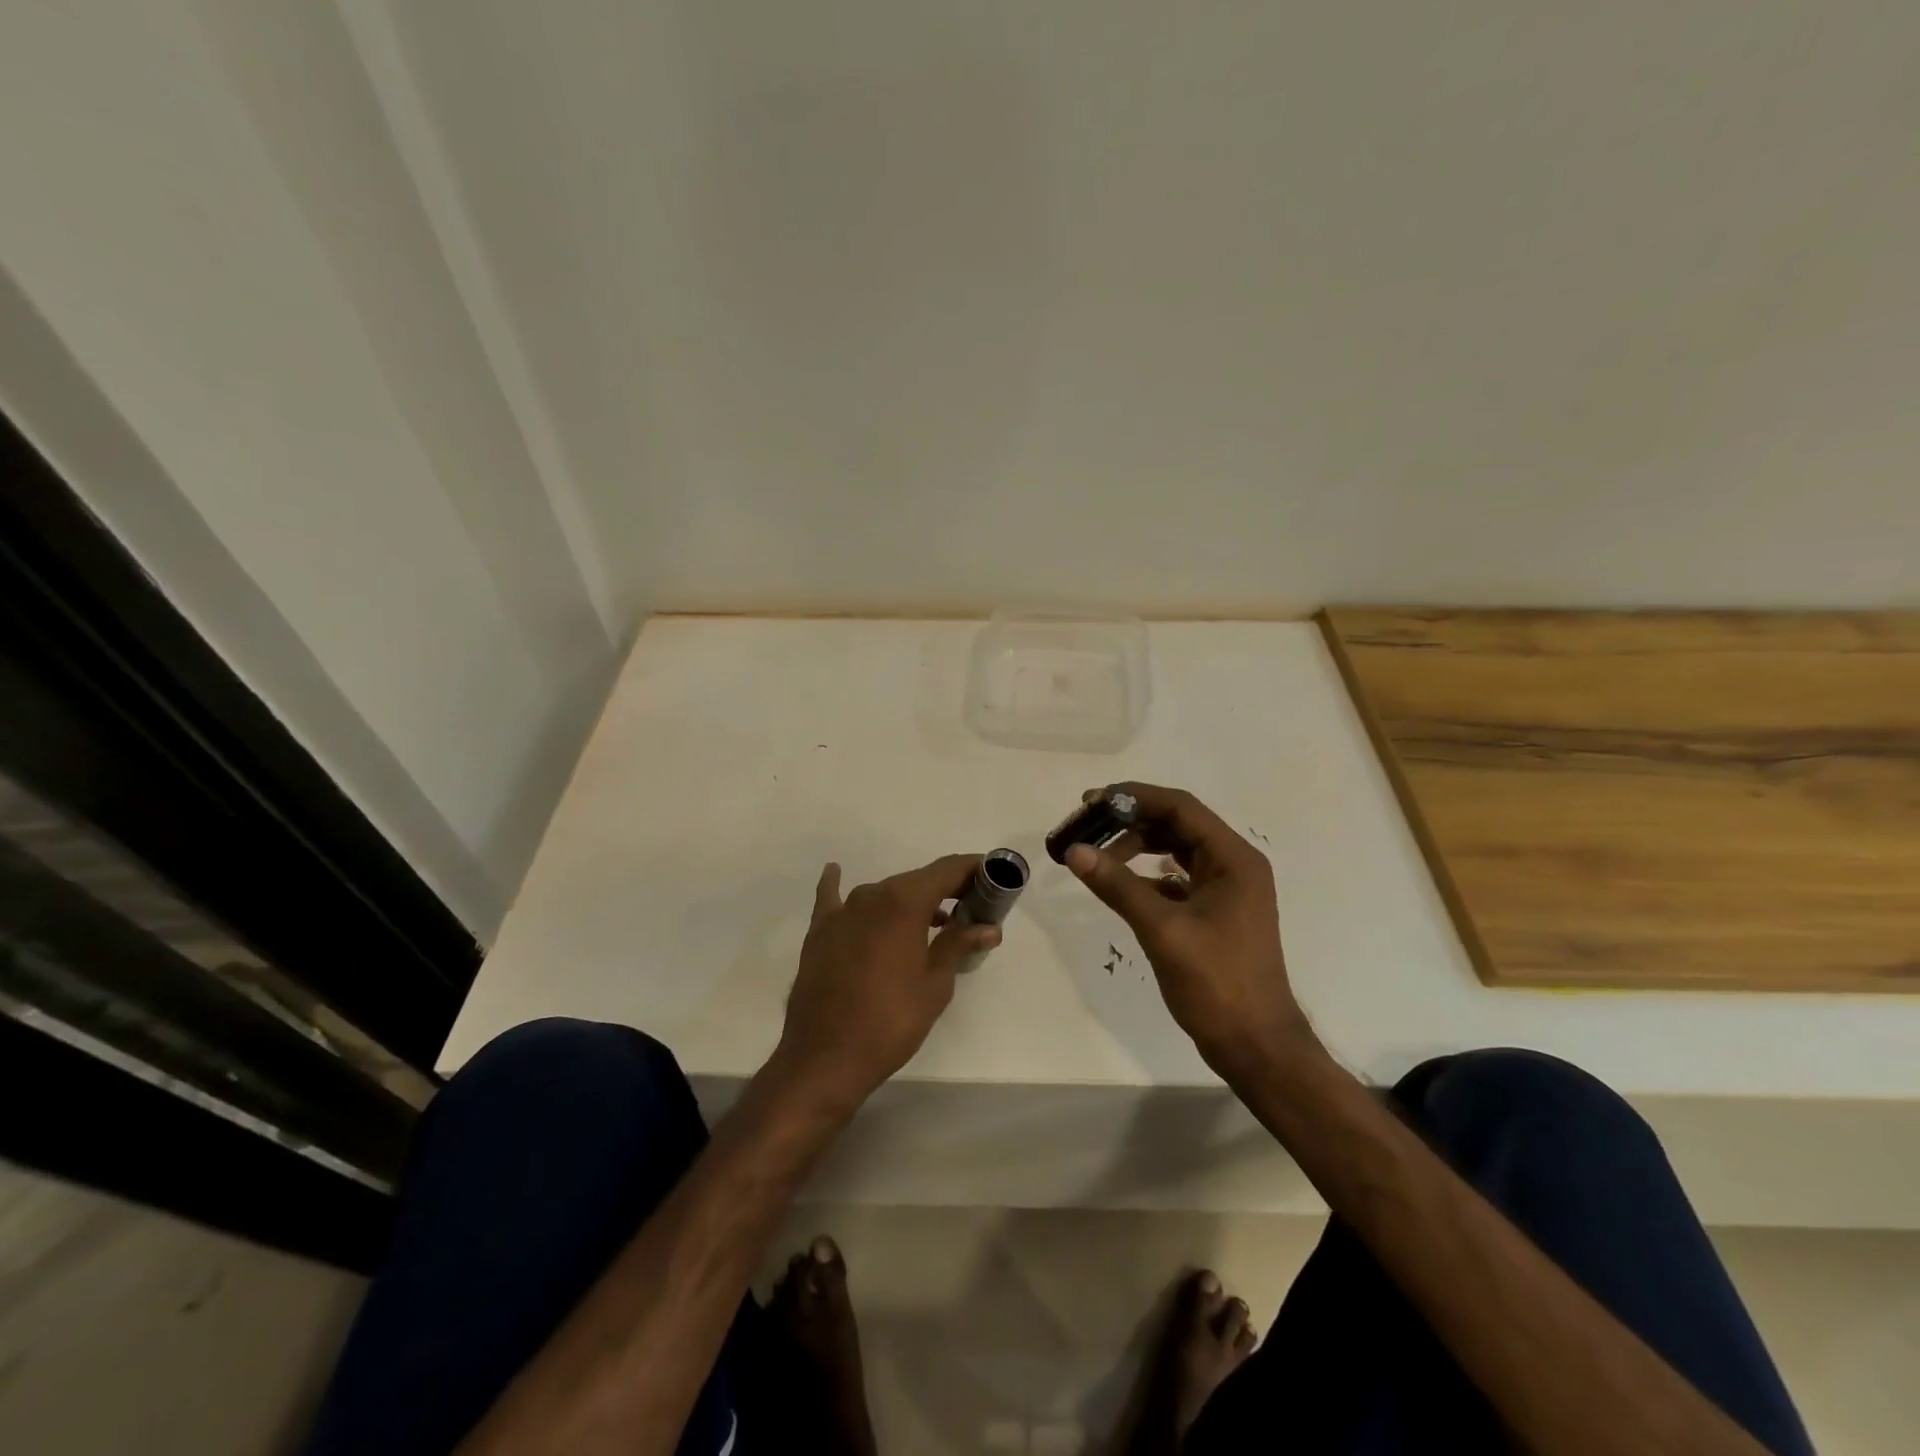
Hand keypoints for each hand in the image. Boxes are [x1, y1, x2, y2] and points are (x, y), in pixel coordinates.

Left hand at [769, 854, 998, 1116]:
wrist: (824, 1058)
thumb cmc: (890, 1022)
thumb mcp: (935, 985)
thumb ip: (959, 945)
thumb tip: (989, 928)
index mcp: (904, 902)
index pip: (946, 870)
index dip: (972, 869)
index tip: (992, 876)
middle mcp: (871, 895)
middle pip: (916, 880)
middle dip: (946, 890)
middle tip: (971, 909)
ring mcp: (842, 912)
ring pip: (884, 893)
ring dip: (909, 901)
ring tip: (932, 921)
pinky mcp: (819, 932)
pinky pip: (833, 898)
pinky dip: (839, 885)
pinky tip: (836, 871)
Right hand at [1064, 783, 1313, 1075]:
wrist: (1256, 1046)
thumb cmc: (1216, 983)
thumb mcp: (1162, 930)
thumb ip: (1118, 886)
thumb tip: (1075, 851)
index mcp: (1233, 859)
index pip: (1180, 807)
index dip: (1133, 797)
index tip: (1091, 801)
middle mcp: (1234, 865)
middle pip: (1177, 825)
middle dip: (1130, 823)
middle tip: (1086, 829)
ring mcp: (1227, 890)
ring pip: (1176, 851)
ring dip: (1136, 848)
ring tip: (1097, 857)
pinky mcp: (1216, 913)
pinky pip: (1177, 879)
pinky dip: (1147, 877)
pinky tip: (1121, 888)